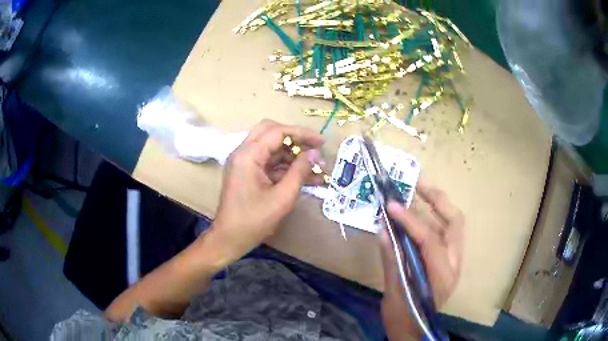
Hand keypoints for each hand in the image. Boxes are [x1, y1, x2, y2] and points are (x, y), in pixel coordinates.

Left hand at [209, 120, 324, 264]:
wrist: (229, 239)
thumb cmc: (254, 220)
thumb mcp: (282, 197)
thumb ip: (300, 171)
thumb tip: (315, 154)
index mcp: (248, 155)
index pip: (277, 131)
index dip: (302, 134)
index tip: (321, 142)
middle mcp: (243, 152)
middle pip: (271, 132)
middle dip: (295, 139)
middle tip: (314, 149)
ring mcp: (243, 162)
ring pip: (271, 148)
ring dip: (292, 155)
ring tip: (316, 169)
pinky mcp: (246, 173)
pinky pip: (268, 162)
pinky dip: (285, 167)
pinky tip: (305, 178)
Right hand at [379, 182, 463, 339]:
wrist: (415, 332)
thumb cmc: (404, 318)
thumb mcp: (394, 292)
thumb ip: (391, 259)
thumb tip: (383, 229)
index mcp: (442, 276)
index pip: (430, 239)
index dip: (410, 220)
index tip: (391, 205)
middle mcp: (455, 264)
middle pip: (455, 222)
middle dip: (438, 200)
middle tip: (416, 186)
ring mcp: (454, 262)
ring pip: (453, 225)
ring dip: (438, 206)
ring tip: (418, 193)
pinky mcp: (448, 262)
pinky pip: (445, 233)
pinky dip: (434, 219)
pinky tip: (419, 215)